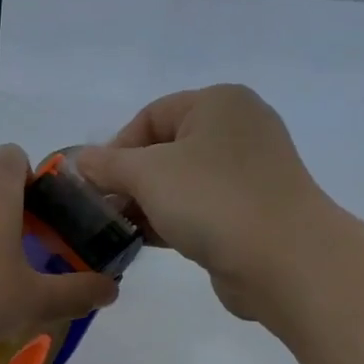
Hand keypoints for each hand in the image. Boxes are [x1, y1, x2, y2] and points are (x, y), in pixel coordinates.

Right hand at [74, 85, 341, 325]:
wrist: (284, 260)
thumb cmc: (212, 200)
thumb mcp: (147, 174)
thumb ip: (107, 165)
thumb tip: (80, 161)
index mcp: (218, 104)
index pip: (150, 115)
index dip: (116, 148)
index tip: (95, 185)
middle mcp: (237, 129)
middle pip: (164, 148)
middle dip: (128, 180)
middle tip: (103, 210)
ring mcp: (248, 172)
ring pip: (180, 182)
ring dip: (146, 204)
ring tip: (119, 230)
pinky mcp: (251, 210)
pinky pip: (199, 207)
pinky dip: (171, 220)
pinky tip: (147, 242)